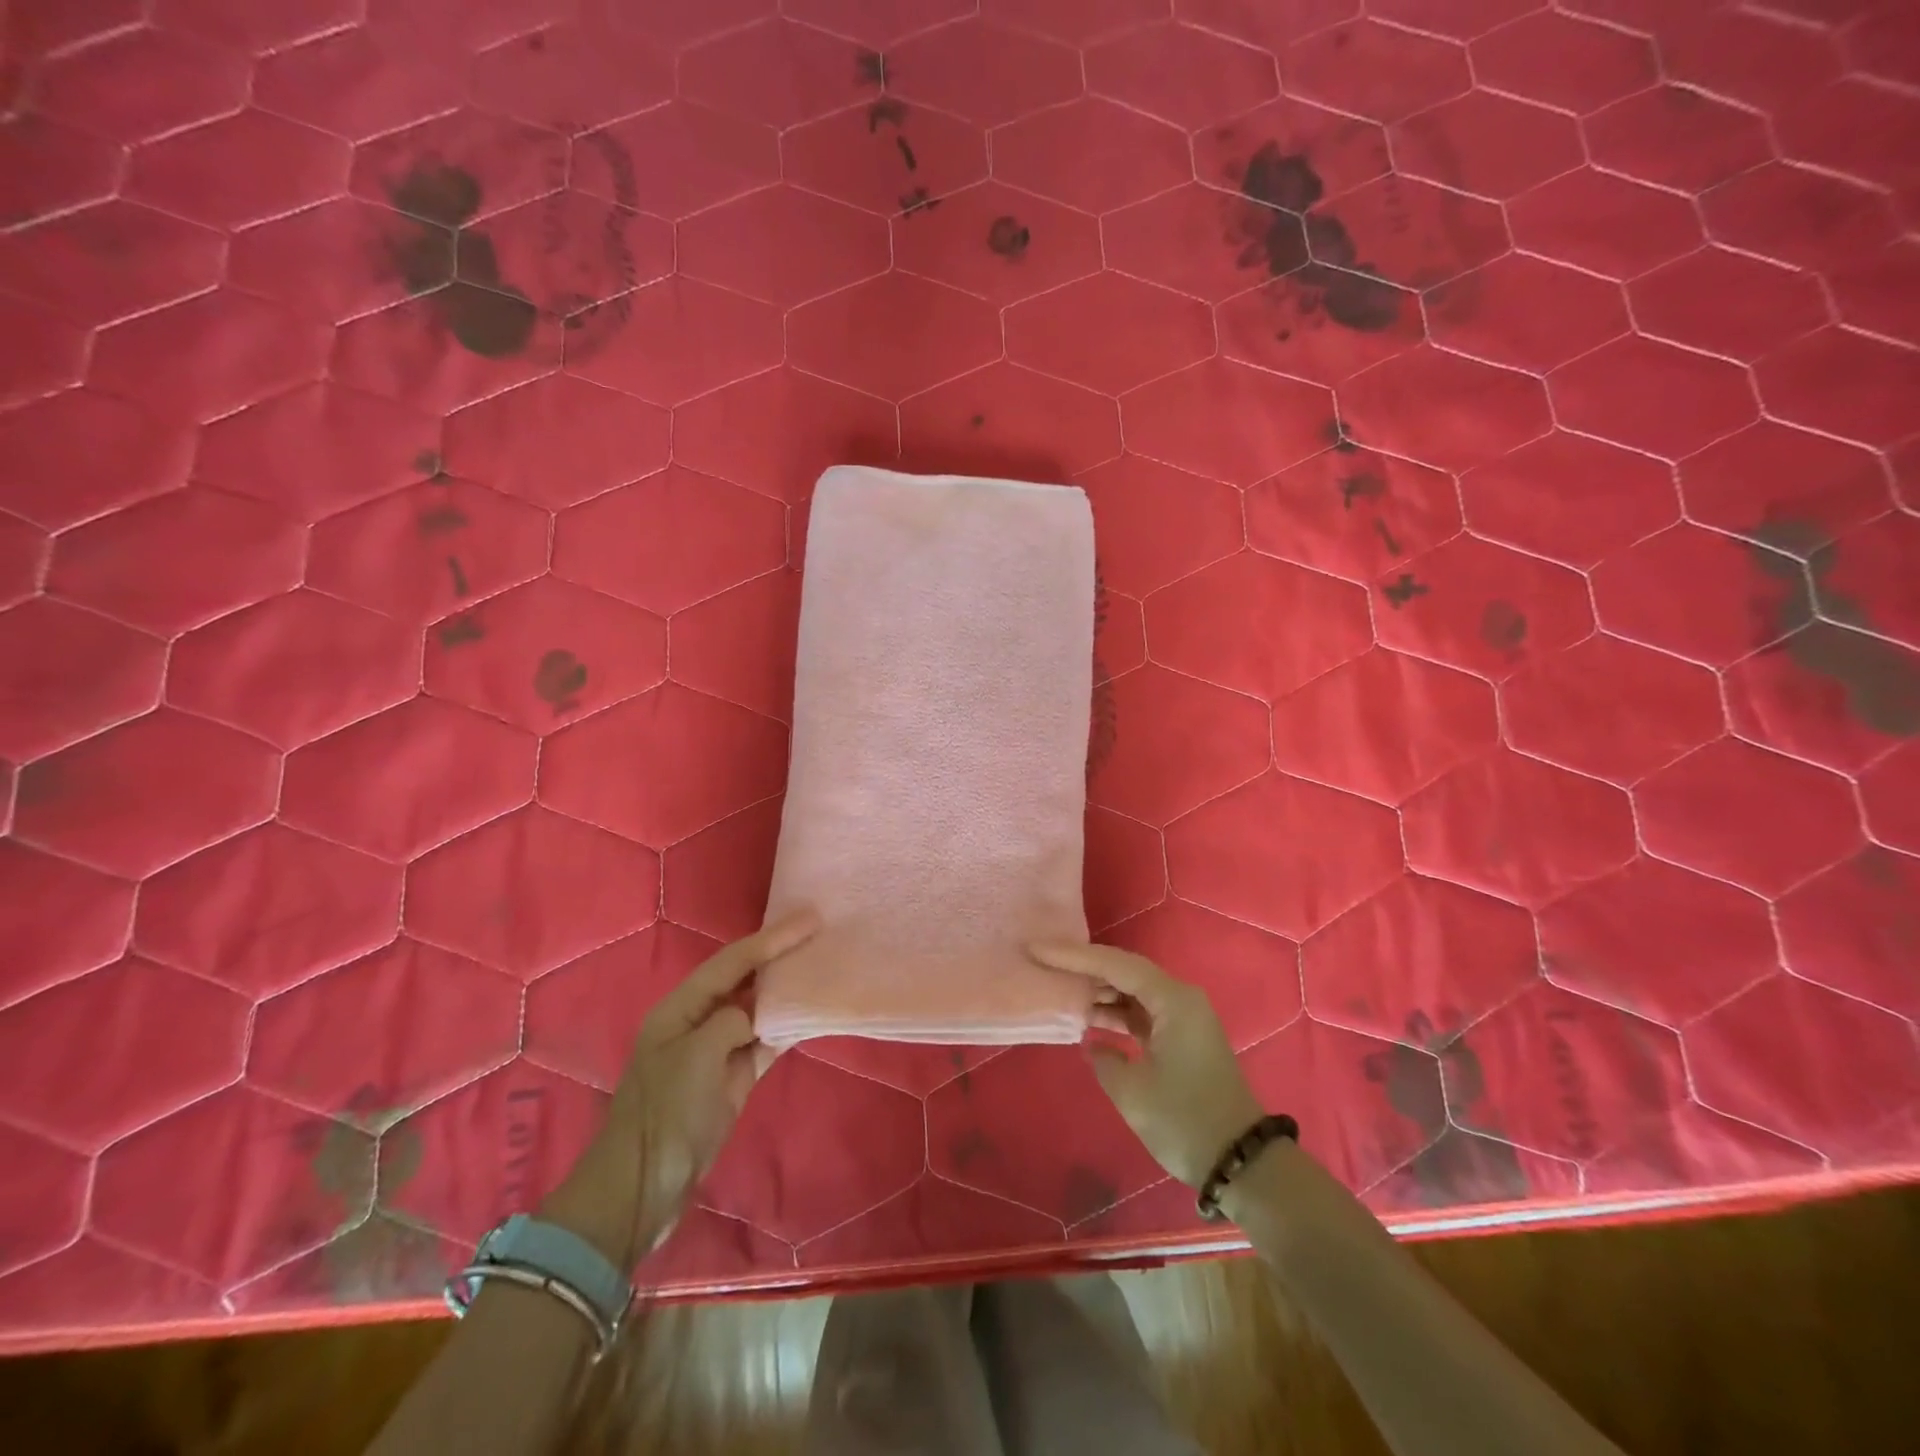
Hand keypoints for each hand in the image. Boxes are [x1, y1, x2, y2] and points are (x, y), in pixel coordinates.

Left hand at [542, 910, 819, 1266]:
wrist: (644, 1186)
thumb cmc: (665, 1113)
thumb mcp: (698, 1056)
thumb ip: (732, 1021)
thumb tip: (757, 1018)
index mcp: (682, 1007)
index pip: (733, 960)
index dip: (772, 938)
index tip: (809, 919)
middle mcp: (700, 1020)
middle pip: (746, 977)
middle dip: (780, 955)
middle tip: (820, 932)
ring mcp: (718, 1050)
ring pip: (759, 1007)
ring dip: (787, 989)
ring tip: (822, 965)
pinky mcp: (734, 1077)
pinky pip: (767, 1041)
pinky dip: (788, 1026)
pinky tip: (812, 1013)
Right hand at [1029, 942, 1262, 1187]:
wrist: (1240, 1163)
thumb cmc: (1184, 1121)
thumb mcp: (1132, 1091)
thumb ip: (1103, 1058)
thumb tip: (1094, 1044)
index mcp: (1173, 1000)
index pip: (1116, 965)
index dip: (1074, 956)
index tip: (1038, 949)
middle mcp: (1181, 999)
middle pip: (1125, 971)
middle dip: (1084, 968)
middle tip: (1044, 964)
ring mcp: (1184, 1018)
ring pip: (1133, 991)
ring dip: (1099, 992)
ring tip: (1060, 990)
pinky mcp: (1182, 1038)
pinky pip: (1142, 1011)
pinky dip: (1115, 1012)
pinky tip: (1089, 1019)